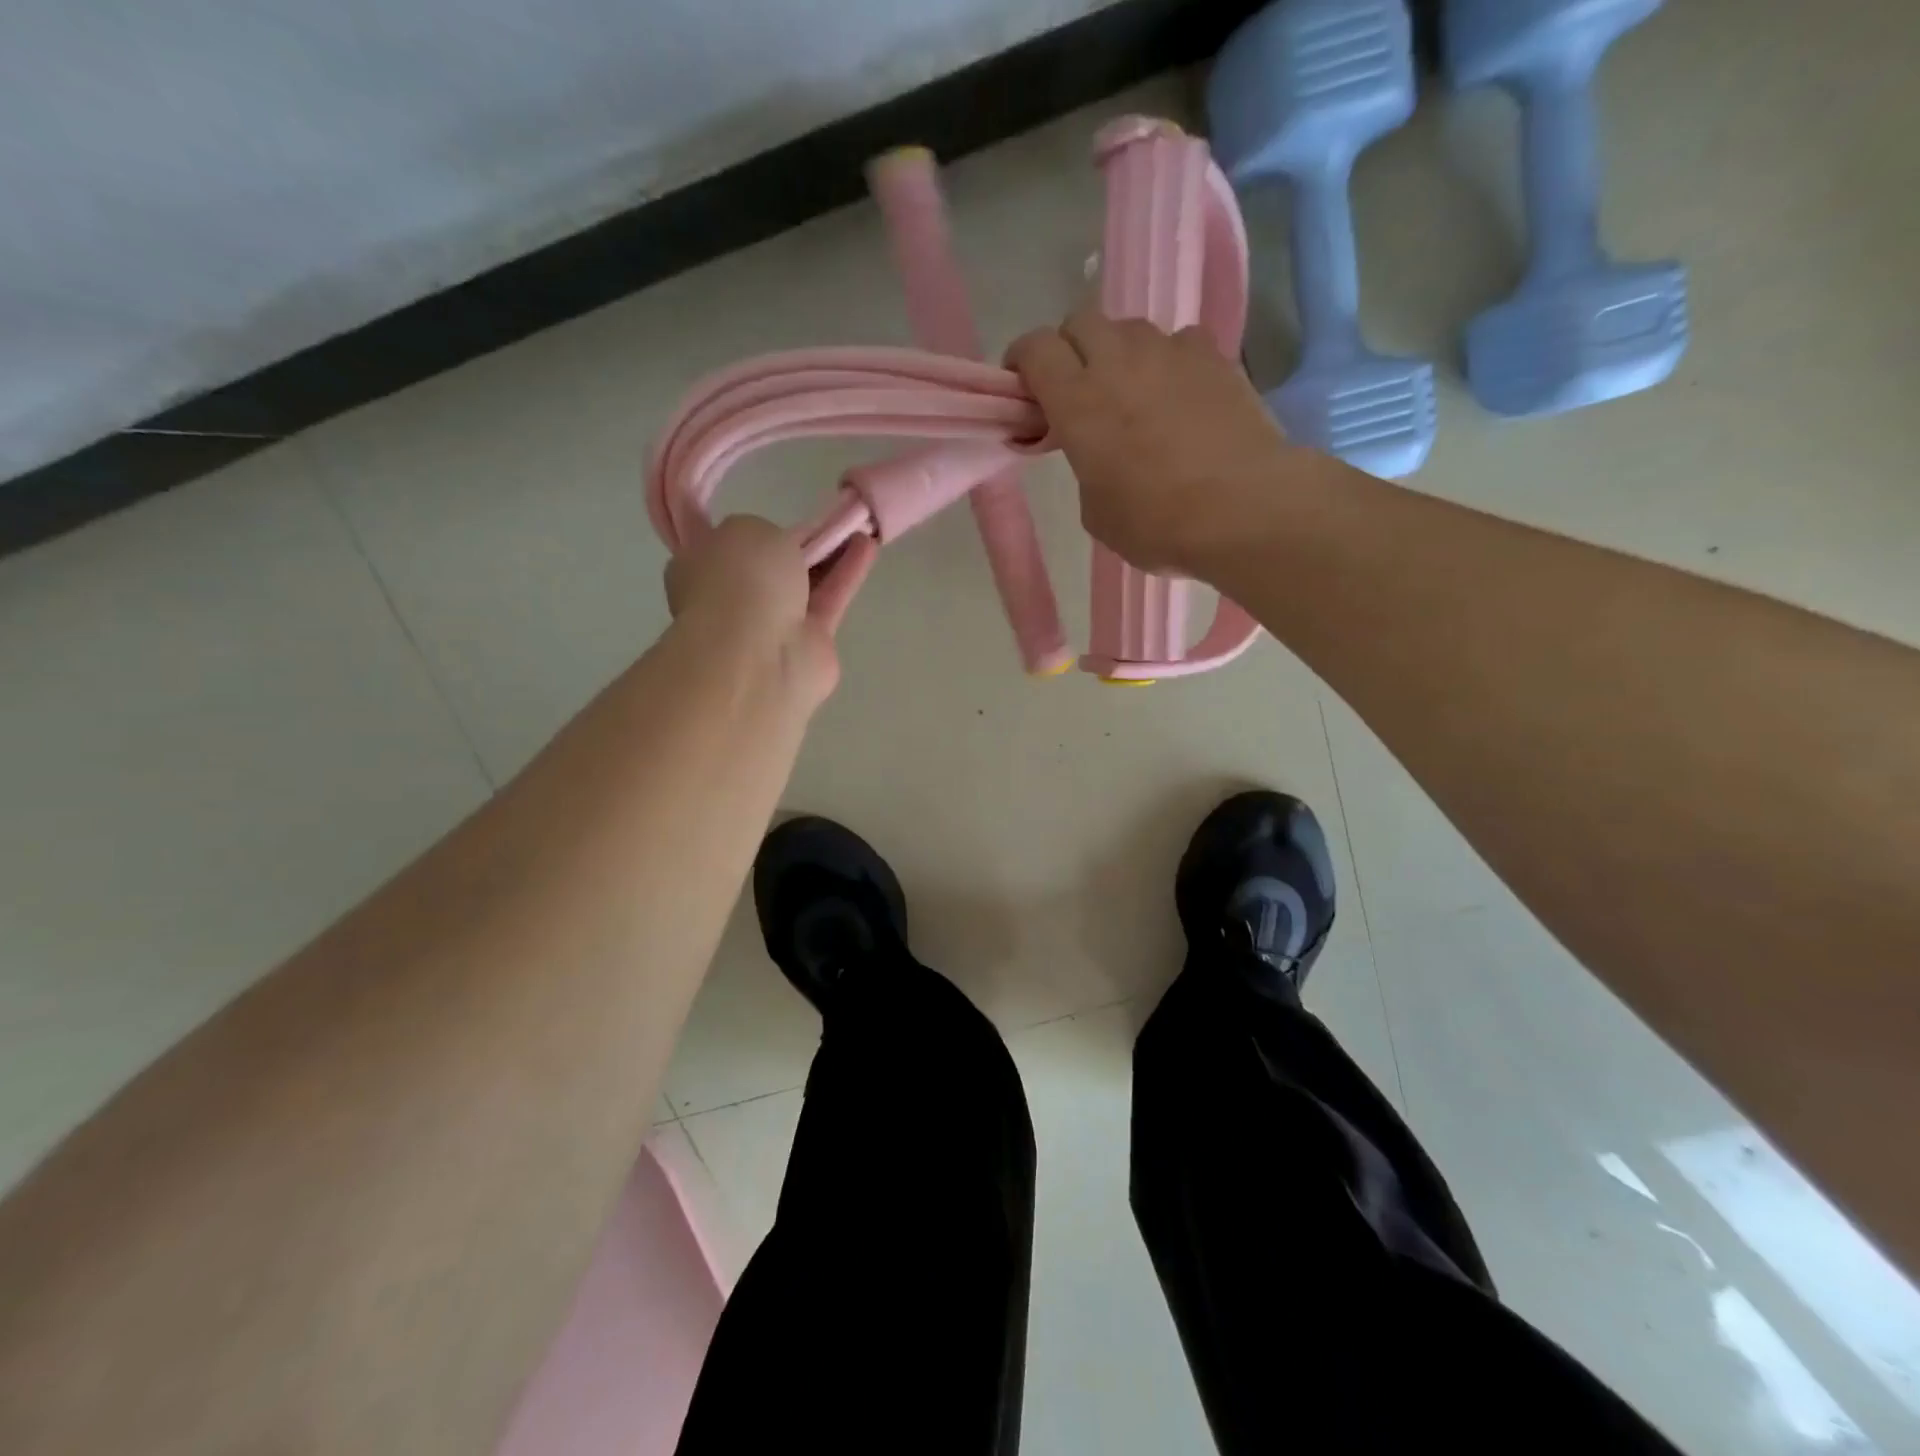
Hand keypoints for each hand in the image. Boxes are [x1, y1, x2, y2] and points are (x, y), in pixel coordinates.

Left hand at [664, 515, 874, 708]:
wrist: (756, 657)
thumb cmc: (738, 582)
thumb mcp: (745, 528)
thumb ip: (765, 531)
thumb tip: (780, 548)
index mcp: (700, 570)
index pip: (728, 548)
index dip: (758, 533)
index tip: (786, 520)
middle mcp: (734, 600)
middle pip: (773, 568)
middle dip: (799, 547)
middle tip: (829, 523)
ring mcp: (772, 627)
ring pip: (806, 585)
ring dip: (831, 557)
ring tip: (860, 528)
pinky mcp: (811, 645)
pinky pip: (830, 601)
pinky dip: (848, 575)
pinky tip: (868, 547)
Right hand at [1007, 308, 1296, 576]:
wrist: (1245, 509)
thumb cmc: (1158, 524)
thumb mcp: (1097, 512)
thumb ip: (1086, 467)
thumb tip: (1100, 451)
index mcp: (1078, 401)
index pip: (1035, 348)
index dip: (1022, 361)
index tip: (1023, 387)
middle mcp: (1119, 362)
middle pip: (1080, 322)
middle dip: (1069, 350)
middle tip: (1076, 389)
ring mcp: (1171, 353)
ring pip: (1130, 329)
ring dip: (1118, 352)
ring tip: (1131, 392)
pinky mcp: (1215, 358)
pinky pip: (1178, 342)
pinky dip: (1167, 360)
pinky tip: (1177, 394)